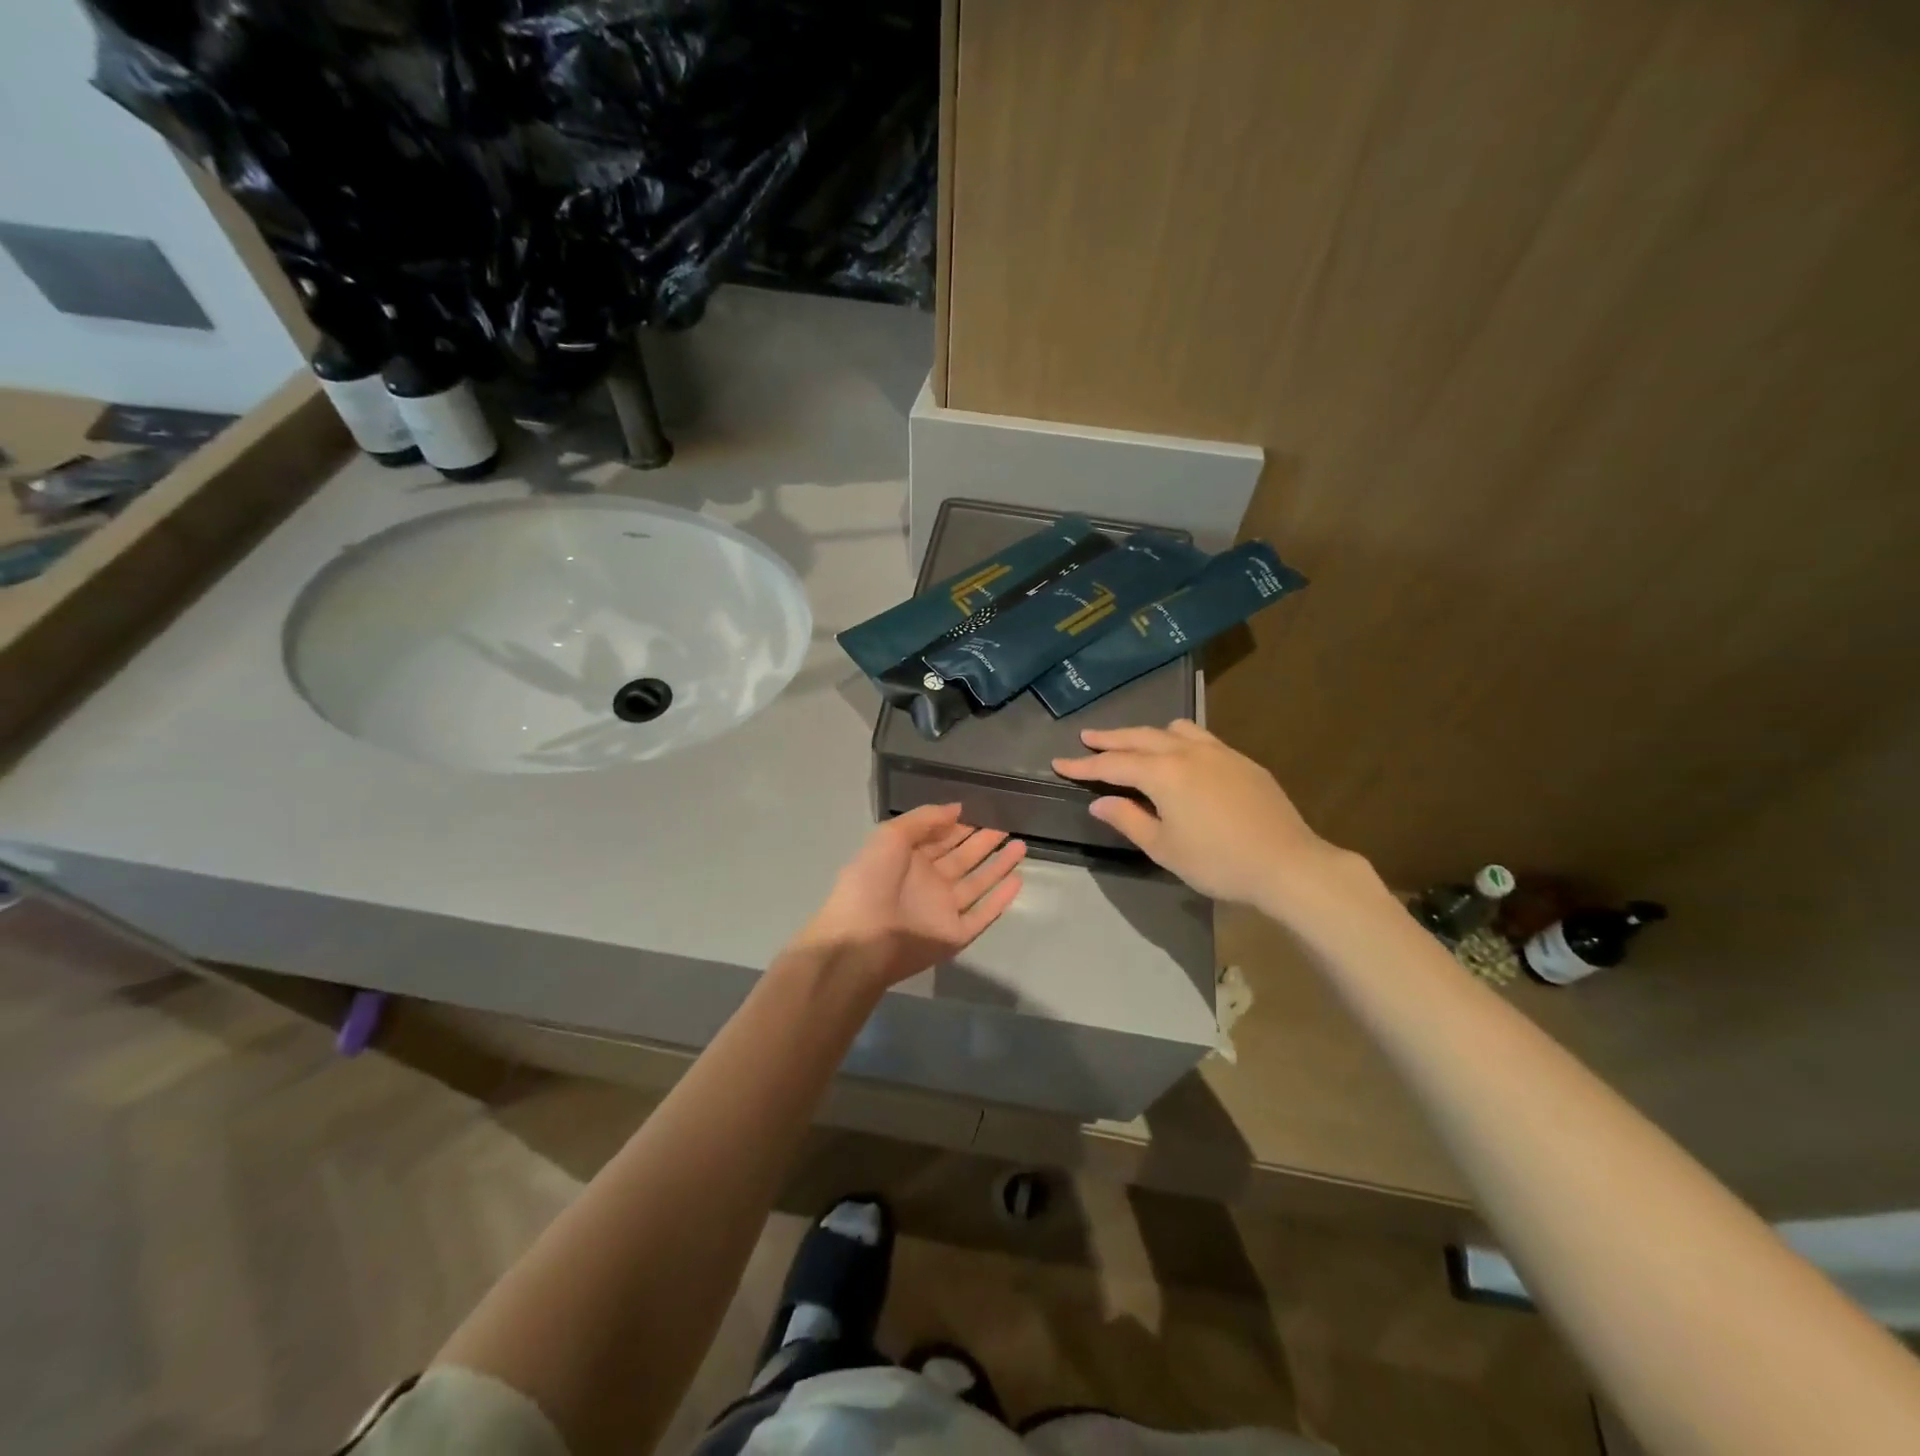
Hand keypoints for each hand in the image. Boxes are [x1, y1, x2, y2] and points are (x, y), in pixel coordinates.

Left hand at [793, 804, 1026, 988]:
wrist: (861, 940)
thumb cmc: (870, 881)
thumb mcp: (890, 836)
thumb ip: (924, 819)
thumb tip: (958, 808)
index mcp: (908, 860)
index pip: (940, 839)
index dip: (961, 825)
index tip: (985, 810)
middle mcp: (928, 883)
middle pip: (962, 859)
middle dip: (983, 842)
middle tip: (1007, 826)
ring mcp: (942, 910)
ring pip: (977, 884)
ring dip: (998, 866)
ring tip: (1021, 846)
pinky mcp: (954, 935)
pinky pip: (982, 914)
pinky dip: (1000, 899)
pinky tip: (1017, 880)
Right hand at [1053, 720, 1359, 909]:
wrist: (1287, 863)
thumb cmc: (1217, 861)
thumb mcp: (1164, 848)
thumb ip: (1128, 819)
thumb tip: (1100, 802)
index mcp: (1163, 773)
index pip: (1113, 764)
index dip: (1084, 765)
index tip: (1059, 763)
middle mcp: (1188, 752)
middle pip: (1140, 738)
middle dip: (1110, 739)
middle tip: (1087, 737)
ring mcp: (1218, 752)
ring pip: (1174, 730)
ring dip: (1147, 734)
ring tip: (1134, 743)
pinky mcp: (1241, 760)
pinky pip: (1201, 737)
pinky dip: (1178, 739)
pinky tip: (1181, 755)